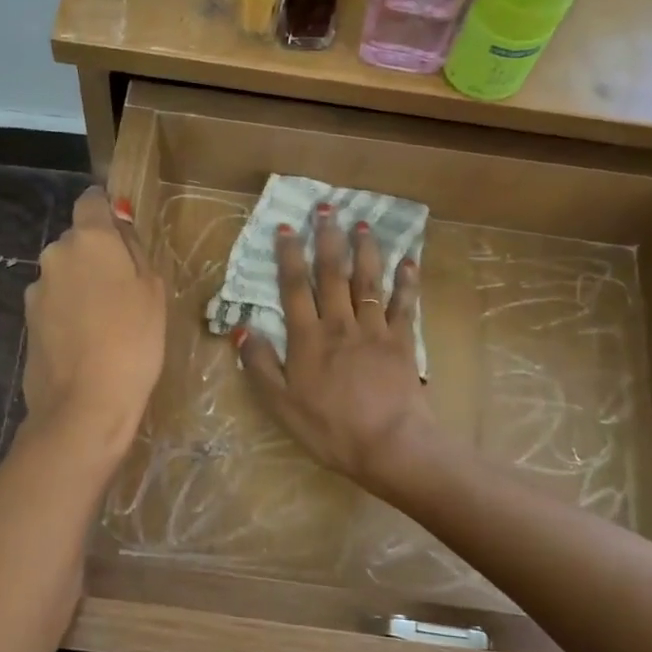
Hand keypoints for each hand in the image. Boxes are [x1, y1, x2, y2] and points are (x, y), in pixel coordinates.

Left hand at [21, 188, 165, 459]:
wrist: (85, 404)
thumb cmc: (133, 341)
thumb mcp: (153, 292)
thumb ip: (134, 252)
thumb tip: (120, 231)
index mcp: (89, 239)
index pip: (91, 201)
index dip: (107, 212)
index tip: (124, 235)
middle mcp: (55, 254)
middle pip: (78, 241)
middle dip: (97, 256)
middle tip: (124, 290)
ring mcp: (36, 289)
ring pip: (64, 274)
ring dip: (81, 286)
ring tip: (105, 323)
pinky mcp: (27, 321)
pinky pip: (54, 304)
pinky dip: (68, 313)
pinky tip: (85, 342)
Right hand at [237, 201, 438, 486]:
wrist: (389, 444)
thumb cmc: (329, 428)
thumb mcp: (281, 404)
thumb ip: (260, 365)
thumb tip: (242, 328)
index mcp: (308, 338)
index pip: (294, 287)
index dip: (289, 256)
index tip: (286, 227)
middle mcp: (339, 324)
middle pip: (332, 274)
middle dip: (327, 238)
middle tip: (327, 207)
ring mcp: (374, 329)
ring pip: (368, 281)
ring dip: (365, 250)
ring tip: (363, 223)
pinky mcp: (402, 341)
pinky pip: (405, 305)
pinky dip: (407, 282)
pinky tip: (409, 261)